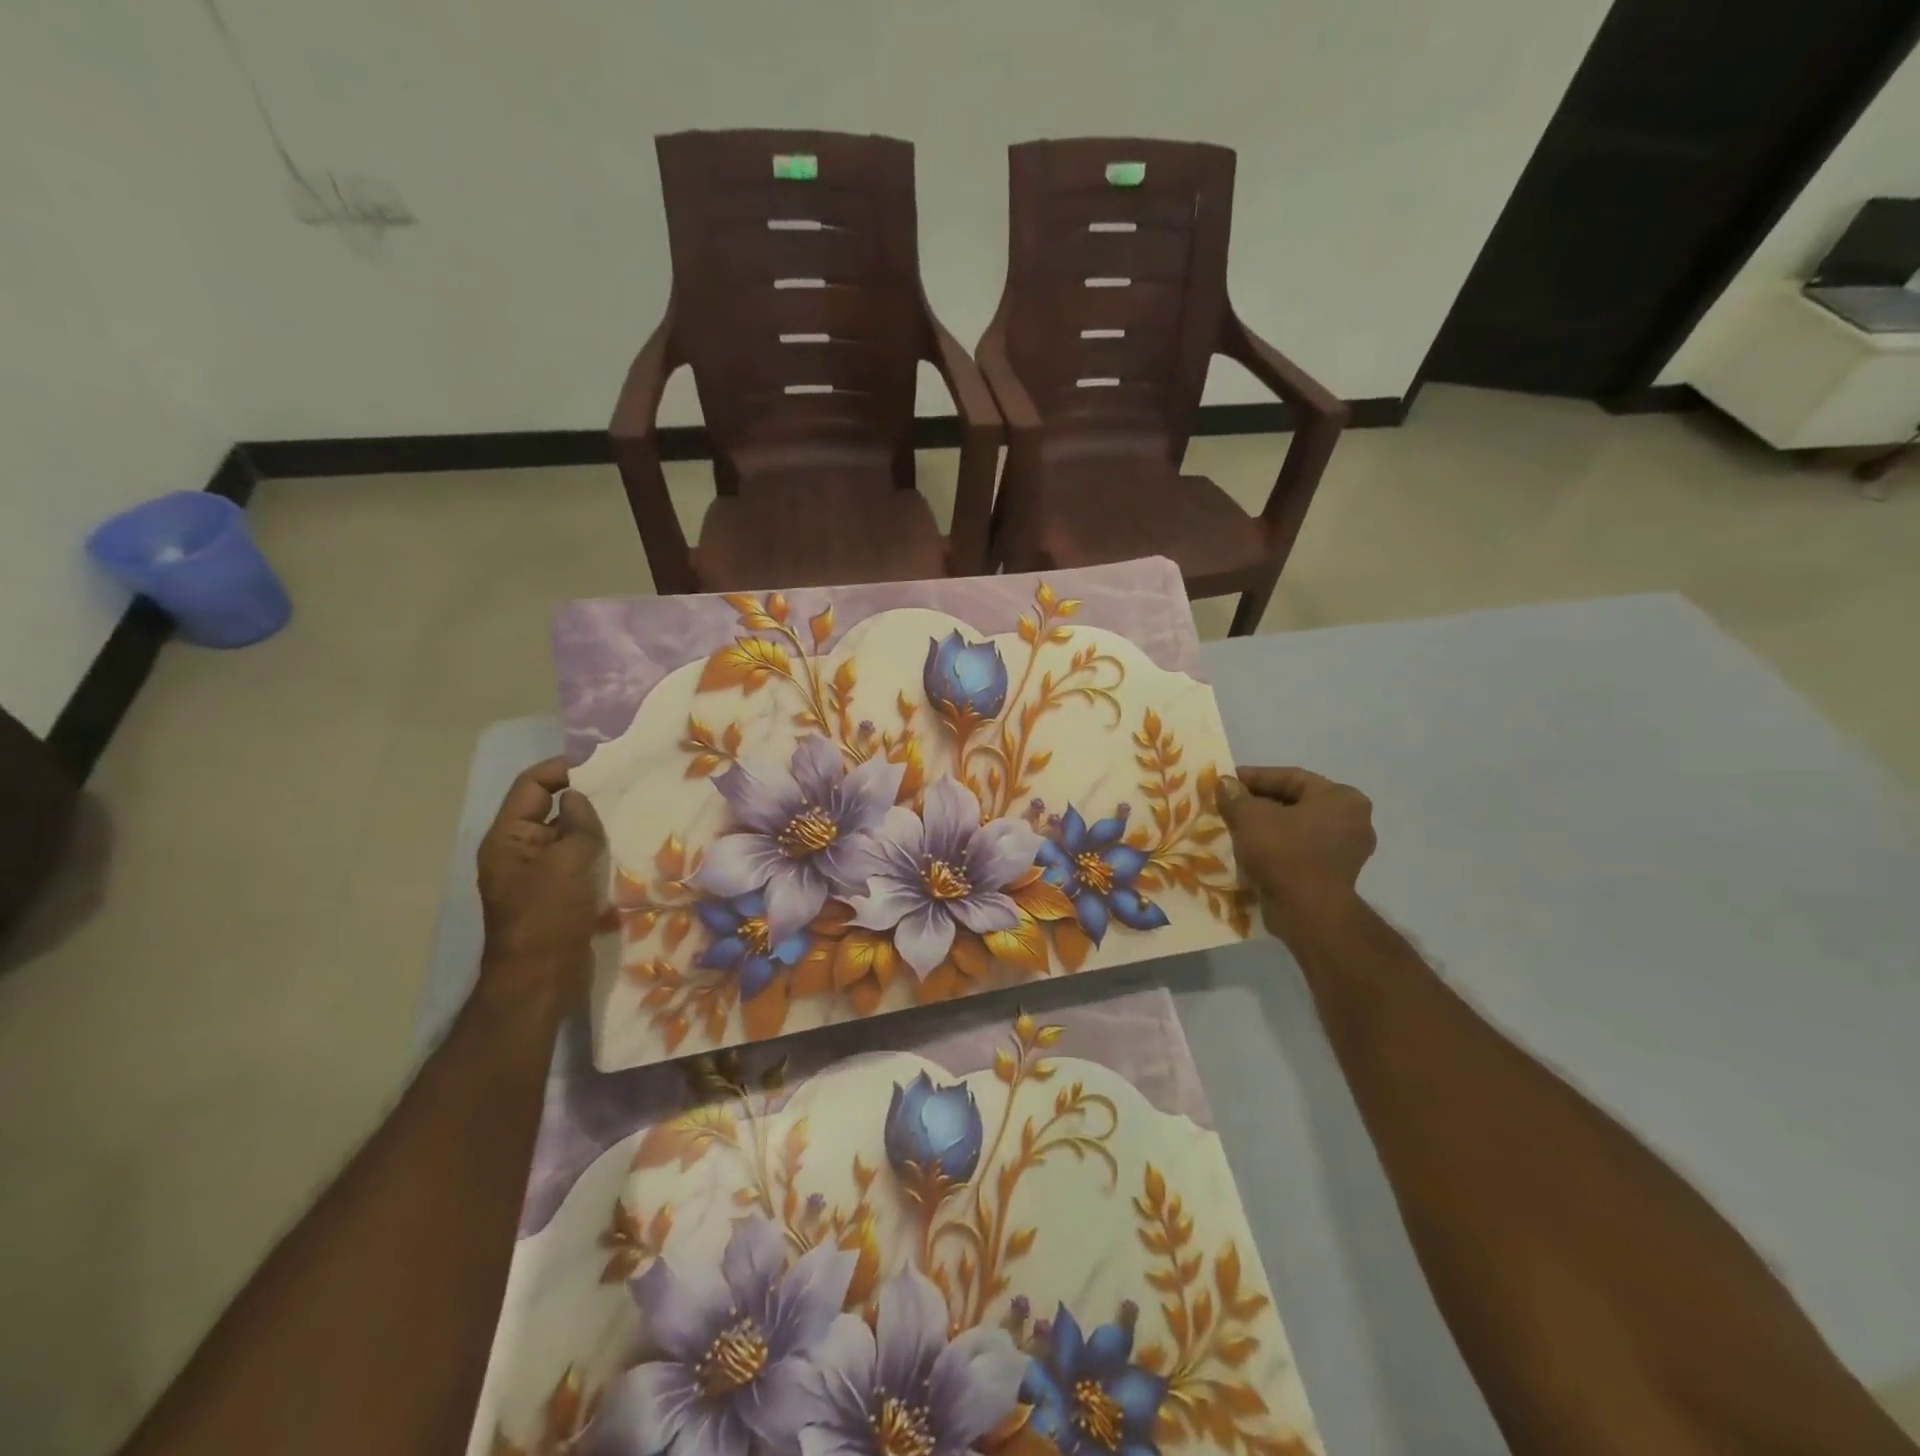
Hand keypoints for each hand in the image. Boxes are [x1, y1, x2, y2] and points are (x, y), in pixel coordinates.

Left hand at [476, 758, 605, 1003]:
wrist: (540, 981)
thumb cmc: (548, 917)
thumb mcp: (566, 863)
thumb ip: (577, 825)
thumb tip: (578, 798)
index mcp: (508, 838)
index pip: (532, 785)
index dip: (563, 769)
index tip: (602, 764)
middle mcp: (519, 852)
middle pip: (551, 810)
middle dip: (586, 799)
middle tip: (627, 788)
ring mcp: (539, 875)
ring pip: (570, 838)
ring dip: (597, 829)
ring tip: (634, 816)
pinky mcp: (558, 895)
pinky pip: (580, 863)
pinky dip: (600, 855)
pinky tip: (629, 852)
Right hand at [1217, 766, 1375, 935]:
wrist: (1308, 913)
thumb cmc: (1284, 854)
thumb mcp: (1250, 818)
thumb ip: (1236, 797)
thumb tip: (1224, 783)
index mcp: (1341, 798)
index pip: (1291, 777)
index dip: (1255, 777)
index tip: (1227, 781)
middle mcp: (1352, 820)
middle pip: (1296, 802)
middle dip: (1260, 803)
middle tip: (1229, 804)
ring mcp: (1346, 850)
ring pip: (1297, 828)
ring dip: (1266, 826)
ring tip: (1234, 827)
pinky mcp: (1335, 874)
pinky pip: (1300, 850)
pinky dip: (1277, 847)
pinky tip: (1250, 849)